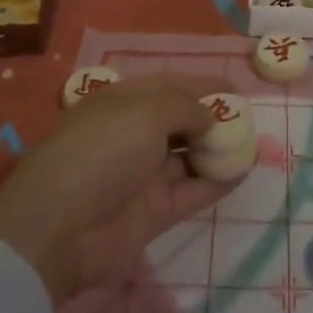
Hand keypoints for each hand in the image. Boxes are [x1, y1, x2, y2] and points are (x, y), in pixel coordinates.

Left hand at [0, 75, 236, 303]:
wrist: (60, 229)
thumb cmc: (101, 151)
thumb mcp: (146, 111)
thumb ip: (186, 107)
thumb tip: (210, 116)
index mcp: (124, 102)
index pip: (170, 84)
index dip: (203, 83)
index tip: (236, 86)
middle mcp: (134, 134)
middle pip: (181, 120)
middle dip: (213, 117)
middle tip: (248, 118)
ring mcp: (143, 175)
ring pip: (189, 156)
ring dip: (218, 149)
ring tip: (253, 142)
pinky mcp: (153, 212)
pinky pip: (192, 190)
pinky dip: (217, 181)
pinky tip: (244, 170)